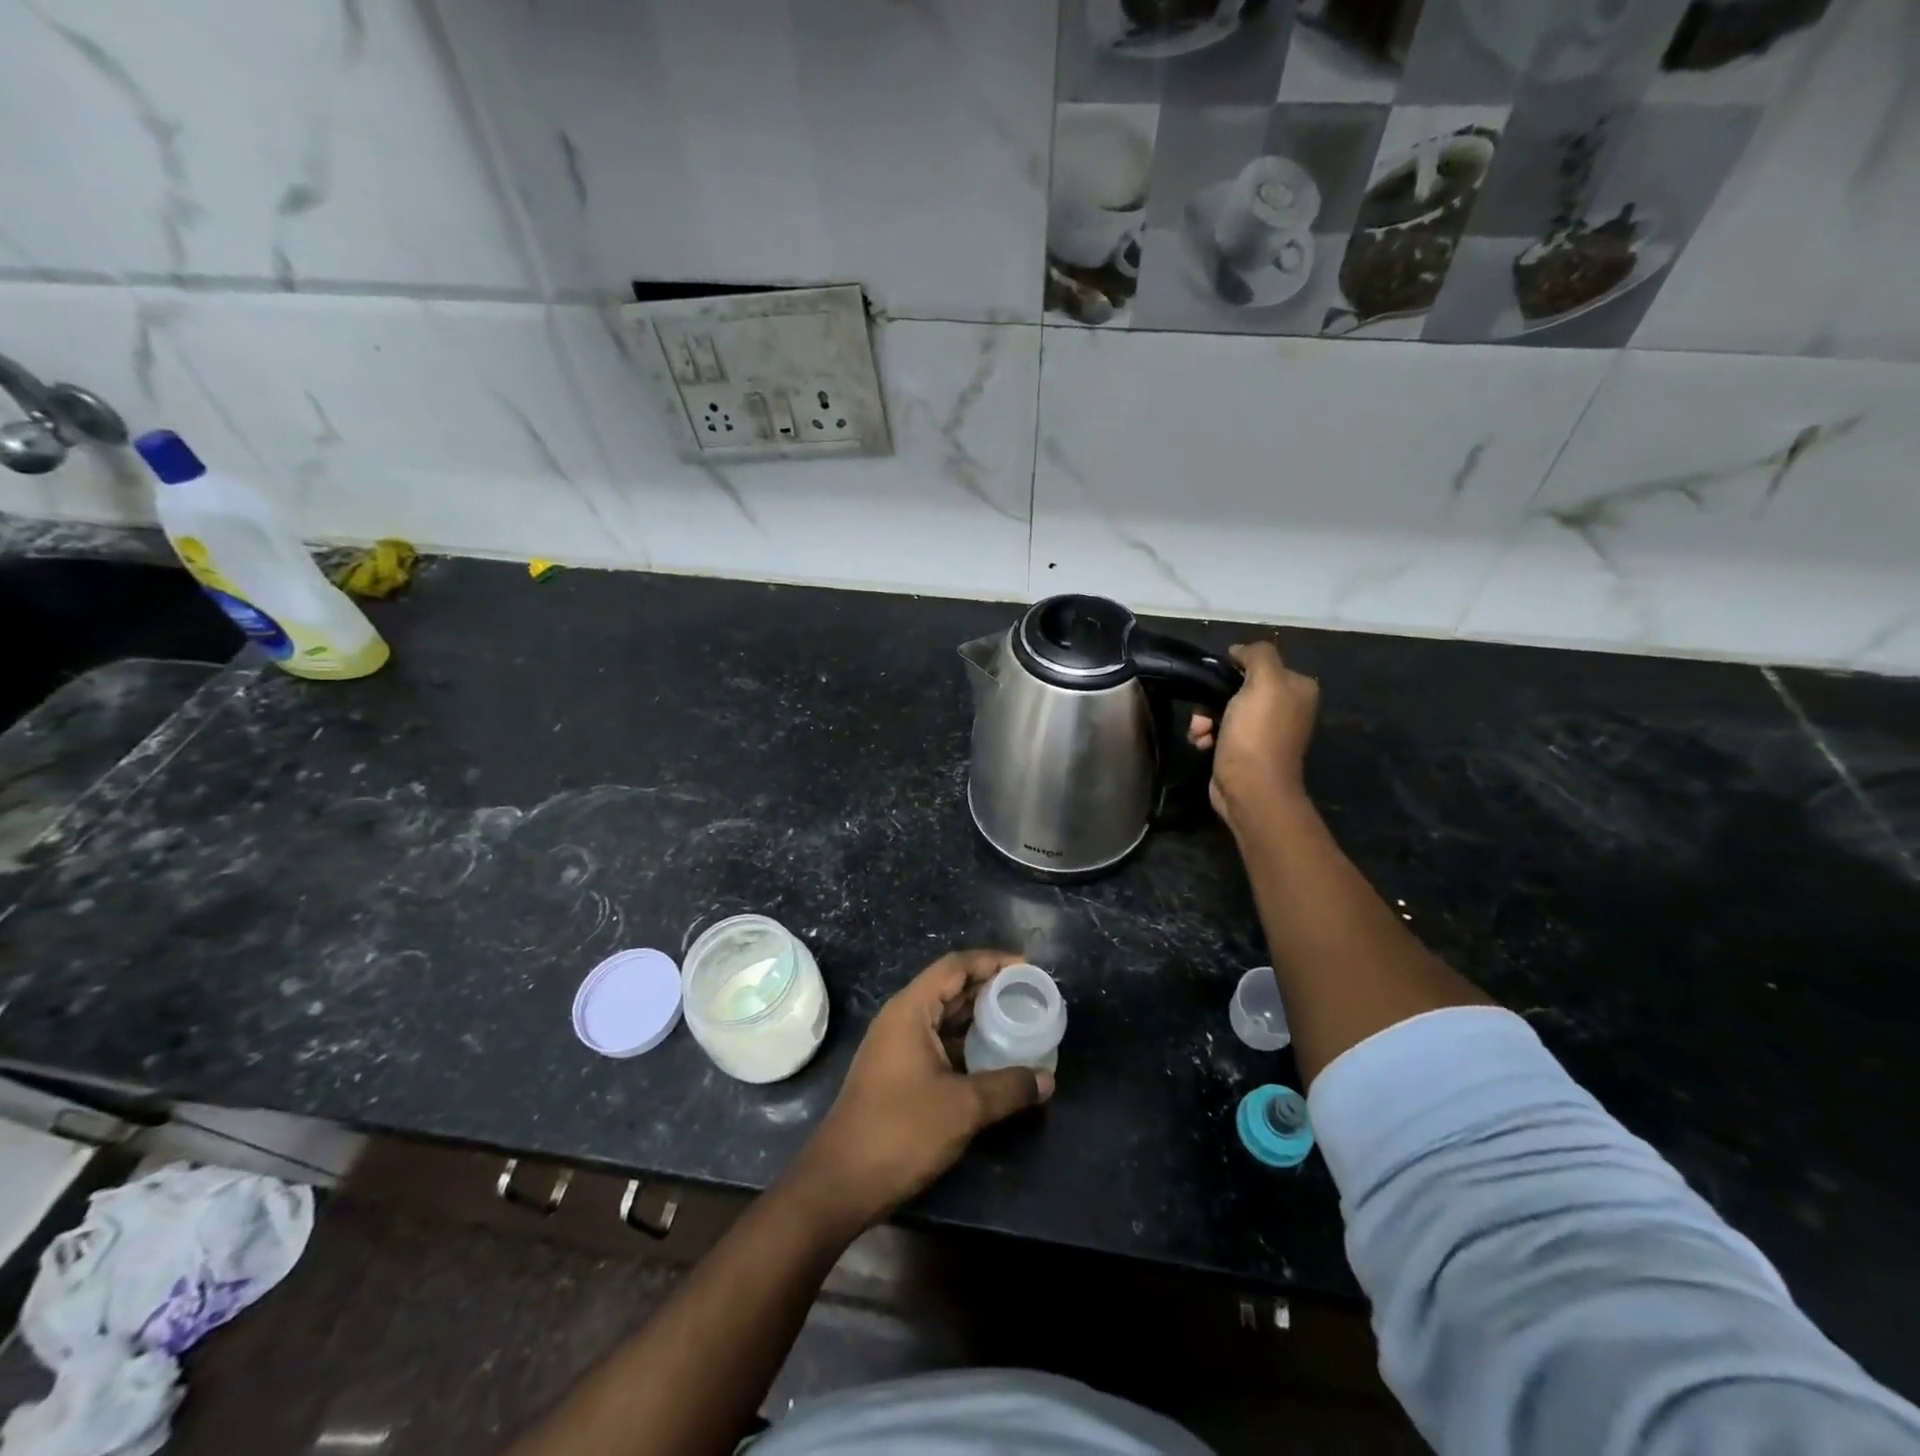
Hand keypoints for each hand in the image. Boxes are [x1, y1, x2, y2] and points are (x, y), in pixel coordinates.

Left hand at [784, 950, 1053, 1231]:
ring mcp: (897, 1046)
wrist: (841, 1181)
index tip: (1027, 966)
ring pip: (945, 1017)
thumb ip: (1008, 1087)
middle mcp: (902, 1018)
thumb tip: (1048, 1079)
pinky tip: (993, 1057)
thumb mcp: (963, 1107)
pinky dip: (967, 1042)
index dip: (992, 960)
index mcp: (911, 1010)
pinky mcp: (898, 1072)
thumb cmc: (901, 1131)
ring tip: (1018, 1019)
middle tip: (1029, 993)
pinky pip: (939, 1042)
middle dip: (989, 986)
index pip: (955, 966)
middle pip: (950, 987)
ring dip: (979, 1016)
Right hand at [1188, 641, 1319, 831]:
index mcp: (1297, 687)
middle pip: (1238, 687)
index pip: (1259, 663)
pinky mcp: (1245, 749)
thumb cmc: (1257, 733)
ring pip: (1223, 709)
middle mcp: (1285, 706)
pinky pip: (1219, 731)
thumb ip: (1256, 655)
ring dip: (1204, 718)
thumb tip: (1238, 651)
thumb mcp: (1264, 681)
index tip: (1215, 680)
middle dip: (1212, 698)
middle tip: (1202, 712)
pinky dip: (1207, 735)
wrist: (1250, 788)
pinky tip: (1202, 744)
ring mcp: (1265, 730)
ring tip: (1200, 733)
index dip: (1233, 668)